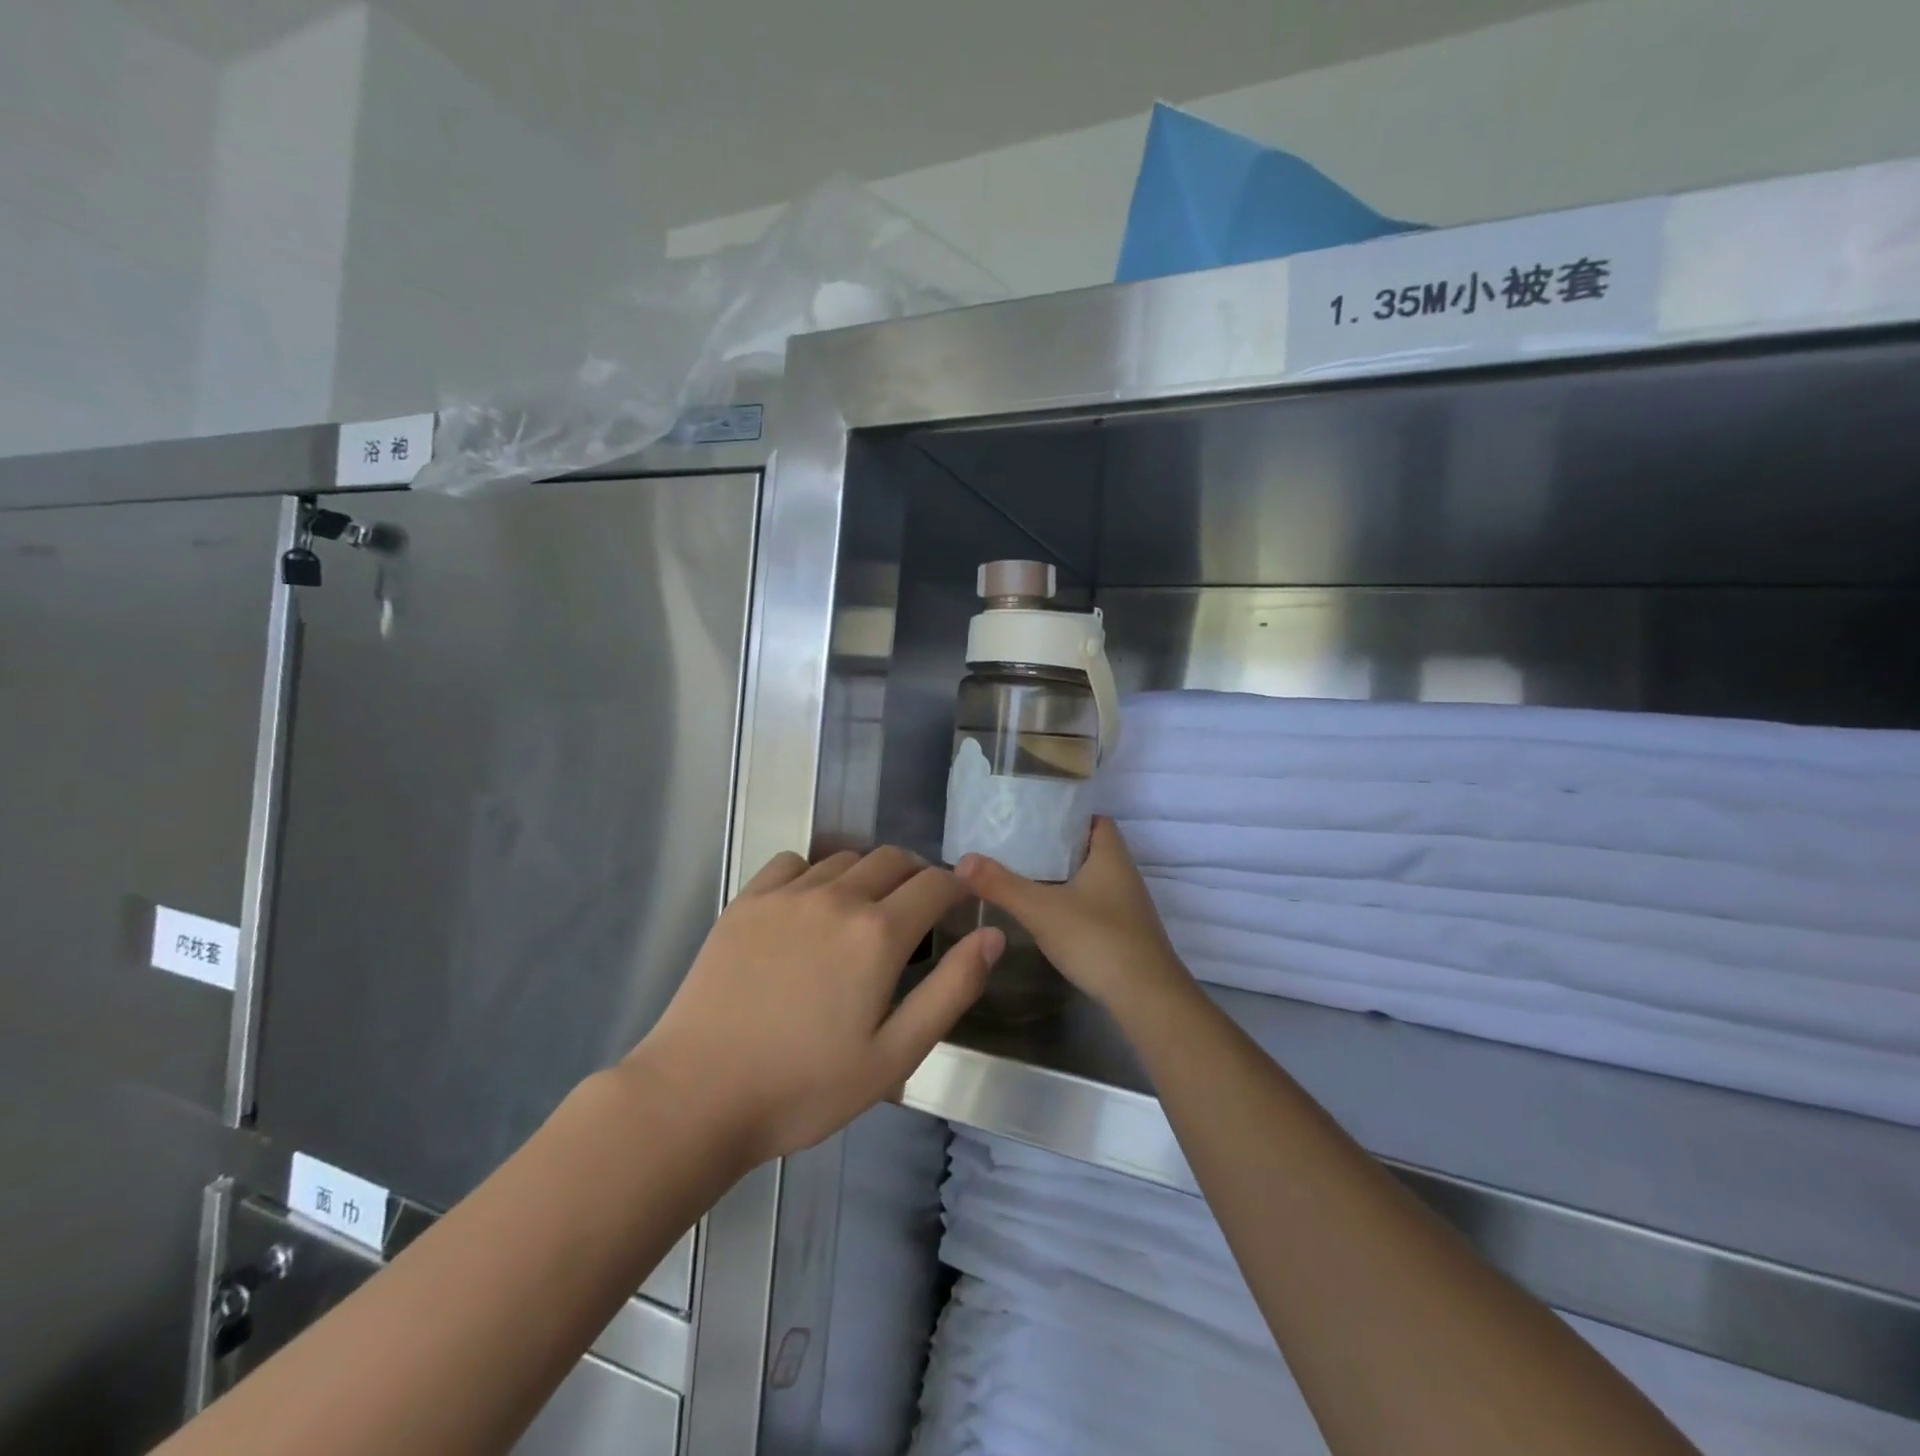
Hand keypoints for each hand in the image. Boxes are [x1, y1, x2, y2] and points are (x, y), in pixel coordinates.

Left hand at [635, 846, 1002, 1165]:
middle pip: (893, 859)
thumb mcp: (894, 1056)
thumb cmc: (804, 1087)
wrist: (696, 1095)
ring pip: (846, 858)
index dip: (955, 889)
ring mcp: (787, 894)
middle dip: (915, 877)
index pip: (935, 883)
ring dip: (868, 874)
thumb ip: (951, 990)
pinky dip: (815, 873)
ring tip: (863, 913)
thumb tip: (992, 935)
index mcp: (878, 934)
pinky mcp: (747, 900)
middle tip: (914, 916)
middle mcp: (837, 897)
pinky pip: (794, 862)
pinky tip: (808, 908)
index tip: (956, 908)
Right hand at [957, 817, 1194, 1022]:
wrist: (1146, 998)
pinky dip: (1073, 904)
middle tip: (1018, 847)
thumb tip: (962, 860)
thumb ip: (1002, 884)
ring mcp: (1128, 907)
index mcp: (1111, 856)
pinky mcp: (1125, 934)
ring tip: (1024, 877)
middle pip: (1090, 849)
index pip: (1095, 820)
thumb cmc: (1097, 939)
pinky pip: (1095, 906)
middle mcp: (1124, 875)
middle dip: (1057, 847)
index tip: (1034, 818)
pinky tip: (1048, 917)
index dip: (1068, 815)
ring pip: (1092, 879)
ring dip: (1064, 878)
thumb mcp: (1041, 909)